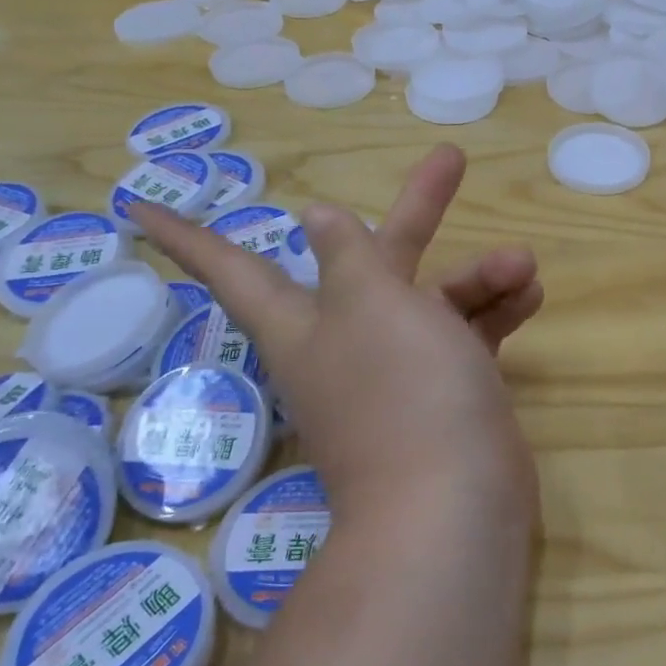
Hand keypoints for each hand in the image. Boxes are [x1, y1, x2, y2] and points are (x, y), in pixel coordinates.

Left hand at [133, 146, 542, 523]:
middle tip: (452, 160)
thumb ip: (347, 254)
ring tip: (523, 265)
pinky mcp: (447, 392)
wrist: (455, 505)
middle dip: (421, 209)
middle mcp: (349, 340)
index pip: (231, 268)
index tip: (135, 207)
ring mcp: (401, 369)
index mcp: (306, 321)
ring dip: (482, 275)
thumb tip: (313, 218)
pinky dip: (497, 313)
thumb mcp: (371, 303)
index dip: (186, 235)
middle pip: (379, 257)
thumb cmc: (402, 388)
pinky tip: (530, 295)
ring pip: (439, 298)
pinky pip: (469, 337)